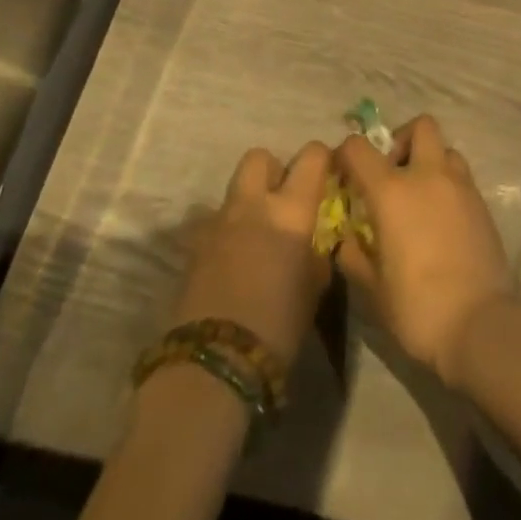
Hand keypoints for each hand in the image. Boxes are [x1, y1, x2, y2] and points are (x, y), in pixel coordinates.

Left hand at [170, 142, 332, 367]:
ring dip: (247, 204)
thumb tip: (316, 239)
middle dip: (274, 170)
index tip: (328, 174)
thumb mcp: (315, 288)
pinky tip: (231, 263)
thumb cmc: (278, 325)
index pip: (312, 156)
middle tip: (284, 200)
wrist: (214, 363)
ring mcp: (217, 222)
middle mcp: (253, 204)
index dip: (322, 159)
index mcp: (290, 209)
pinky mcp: (192, 247)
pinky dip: (225, 234)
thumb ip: (317, 252)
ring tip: (256, 237)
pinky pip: (212, 224)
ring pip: (233, 191)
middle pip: (260, 158)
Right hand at [334, 116, 513, 390]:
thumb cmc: (417, 308)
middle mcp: (428, 175)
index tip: (343, 175)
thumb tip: (346, 240)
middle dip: (402, 140)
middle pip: (420, 126)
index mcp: (392, 191)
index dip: (346, 154)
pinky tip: (441, 220)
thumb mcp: (372, 289)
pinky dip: (447, 185)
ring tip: (421, 197)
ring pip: (445, 149)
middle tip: (392, 174)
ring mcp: (461, 186)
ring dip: (430, 161)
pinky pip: (461, 177)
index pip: (359, 148)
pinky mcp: (482, 203)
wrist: (481, 325)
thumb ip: (354, 255)